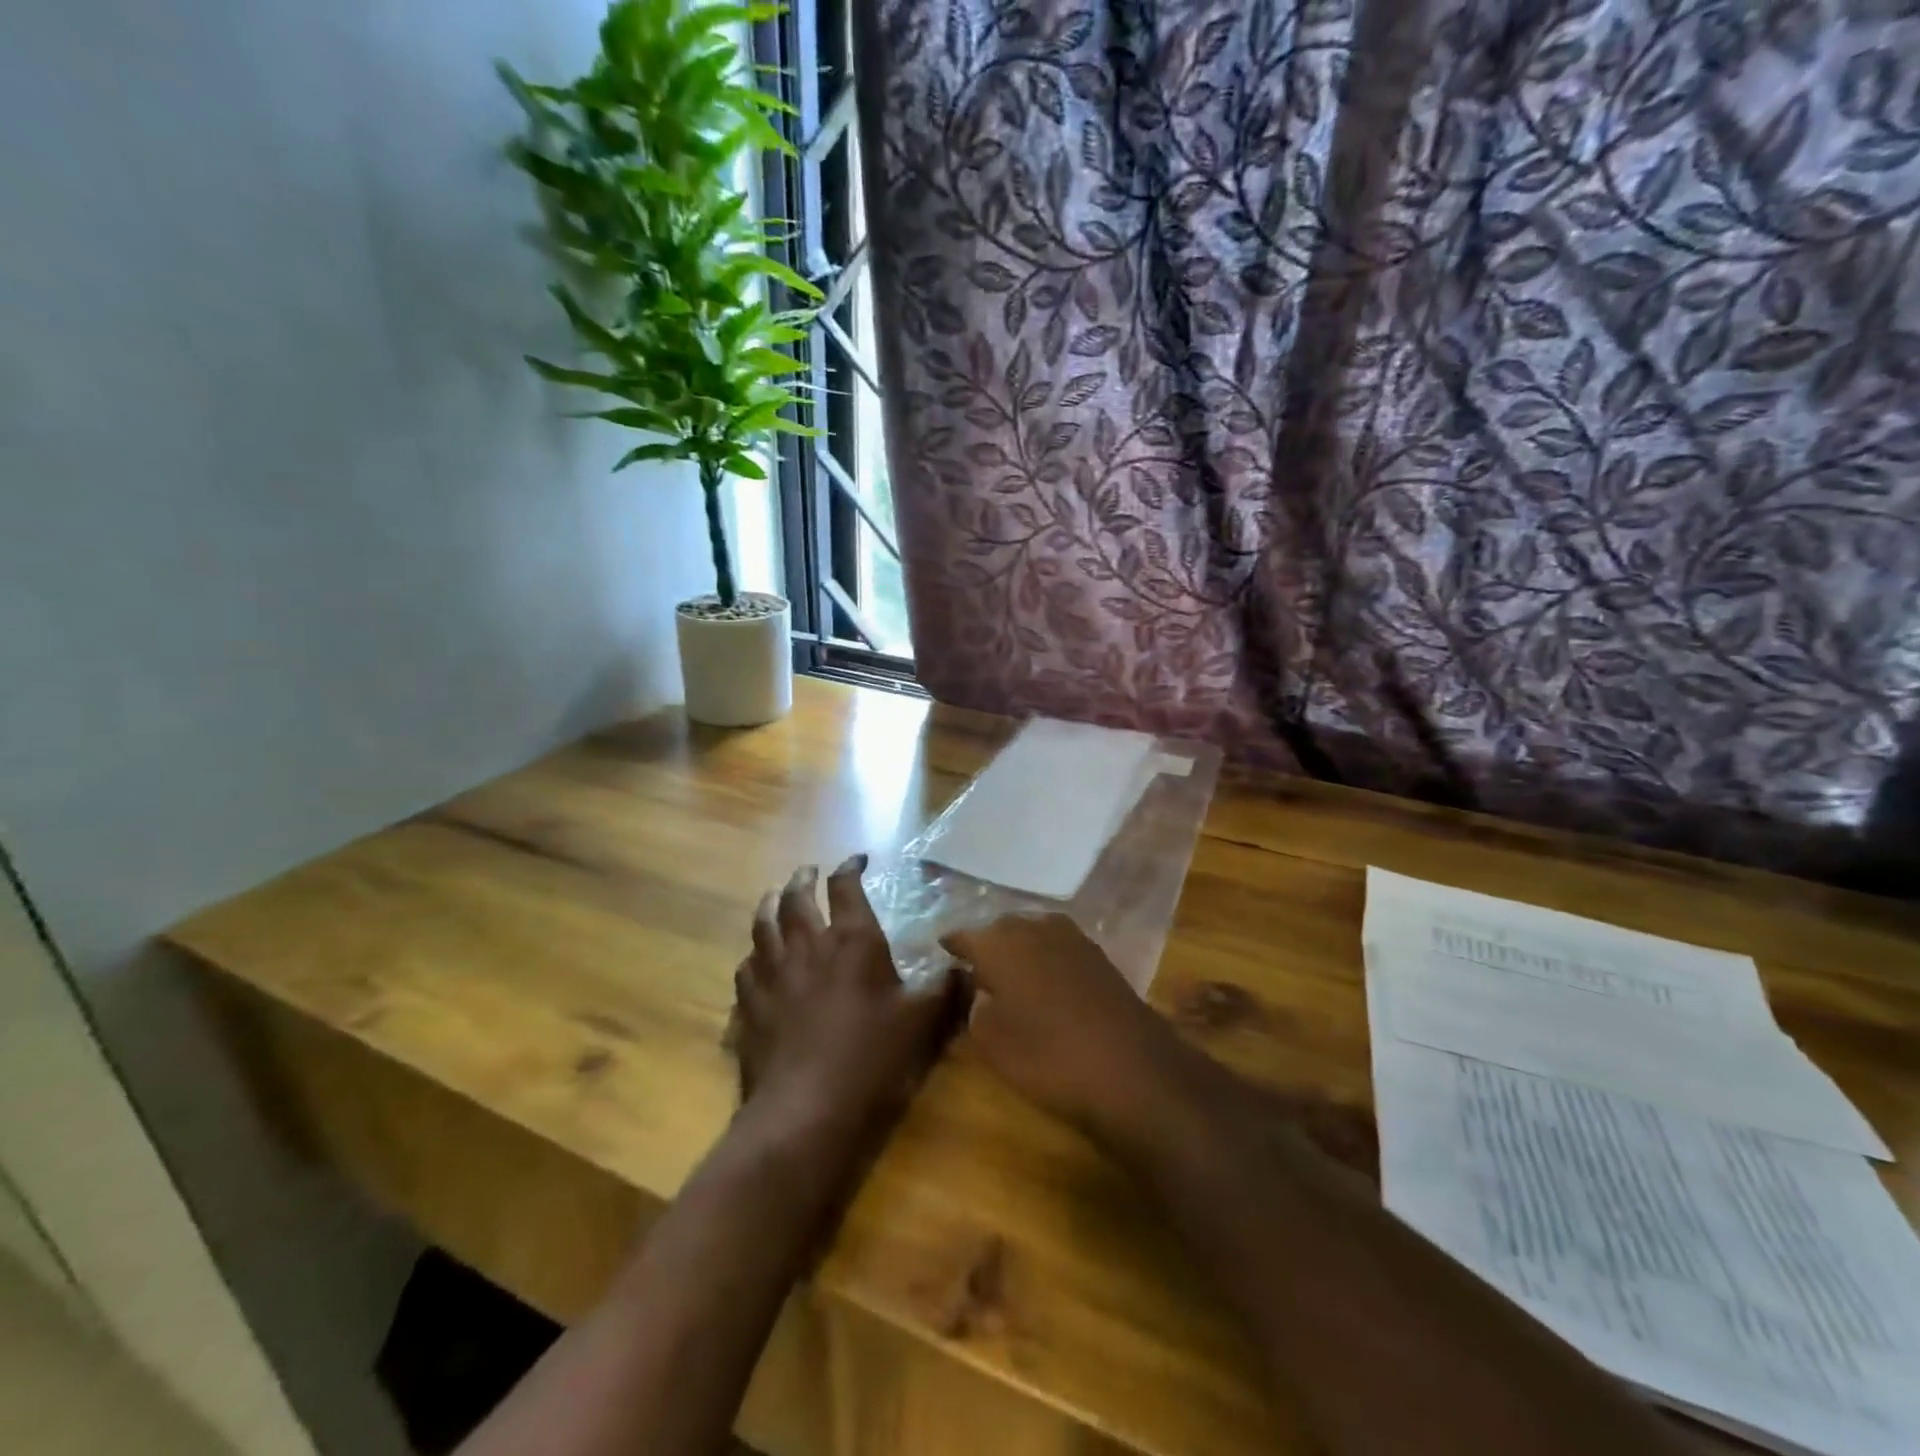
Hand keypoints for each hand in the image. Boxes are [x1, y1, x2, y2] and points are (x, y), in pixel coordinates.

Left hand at [732, 856, 965, 1169]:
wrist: (806, 1109)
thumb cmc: (871, 1058)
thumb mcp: (922, 1023)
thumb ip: (946, 990)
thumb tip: (967, 966)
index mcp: (853, 941)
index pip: (846, 887)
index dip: (850, 867)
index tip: (857, 859)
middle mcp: (809, 946)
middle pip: (797, 897)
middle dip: (803, 878)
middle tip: (807, 871)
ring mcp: (773, 974)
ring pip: (764, 924)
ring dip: (770, 904)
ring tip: (774, 896)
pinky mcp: (750, 1005)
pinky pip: (745, 966)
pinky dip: (752, 954)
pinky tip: (755, 959)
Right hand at [941, 913, 1218, 1152]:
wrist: (1131, 1069)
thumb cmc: (1046, 1056)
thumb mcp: (990, 1040)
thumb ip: (974, 1005)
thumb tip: (979, 987)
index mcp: (998, 942)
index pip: (963, 935)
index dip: (951, 947)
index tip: (941, 954)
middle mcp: (1032, 926)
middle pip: (999, 929)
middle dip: (986, 945)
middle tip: (974, 970)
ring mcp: (1070, 936)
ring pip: (1031, 933)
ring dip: (1018, 949)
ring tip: (1009, 975)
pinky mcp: (1097, 953)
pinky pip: (1057, 946)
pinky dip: (1045, 958)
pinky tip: (1045, 981)